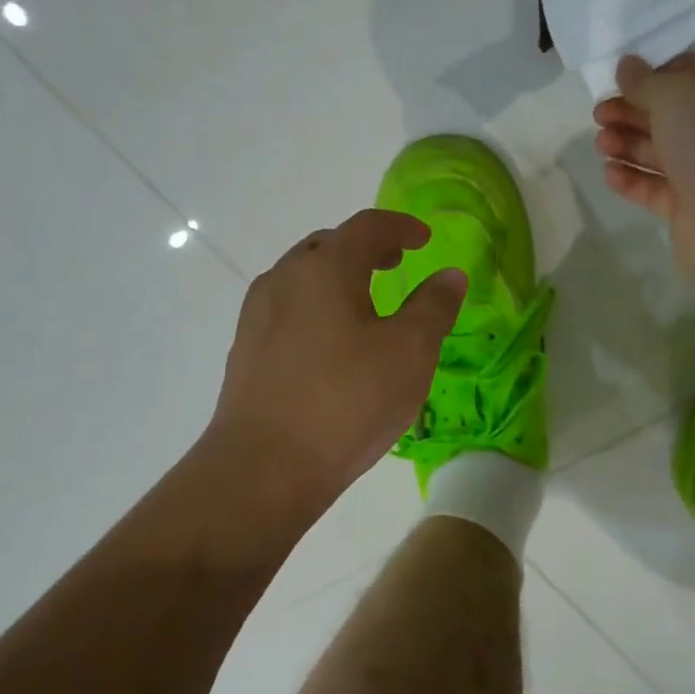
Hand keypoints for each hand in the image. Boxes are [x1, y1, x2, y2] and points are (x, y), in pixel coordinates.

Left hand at [210, 209, 466, 499]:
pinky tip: (331, 344)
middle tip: (395, 263)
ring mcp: (257, 314)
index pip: (367, 226)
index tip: (424, 239)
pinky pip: (287, 309)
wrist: (264, 467)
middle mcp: (284, 279)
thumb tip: (449, 275)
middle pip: (328, 246)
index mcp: (325, 268)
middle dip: (365, 248)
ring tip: (365, 303)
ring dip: (337, 278)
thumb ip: (434, 307)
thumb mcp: (409, 353)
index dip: (400, 226)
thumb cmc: (346, 402)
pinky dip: (316, 307)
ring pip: (303, 278)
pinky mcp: (245, 349)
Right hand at [593, 54, 694, 298]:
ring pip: (660, 153)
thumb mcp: (674, 93)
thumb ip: (645, 80)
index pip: (690, 74)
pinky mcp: (690, 208)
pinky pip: (655, 188)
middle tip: (599, 115)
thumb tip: (627, 66)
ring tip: (600, 144)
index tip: (620, 81)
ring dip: (627, 145)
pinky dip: (632, 179)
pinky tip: (609, 172)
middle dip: (632, 113)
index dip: (653, 75)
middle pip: (670, 116)